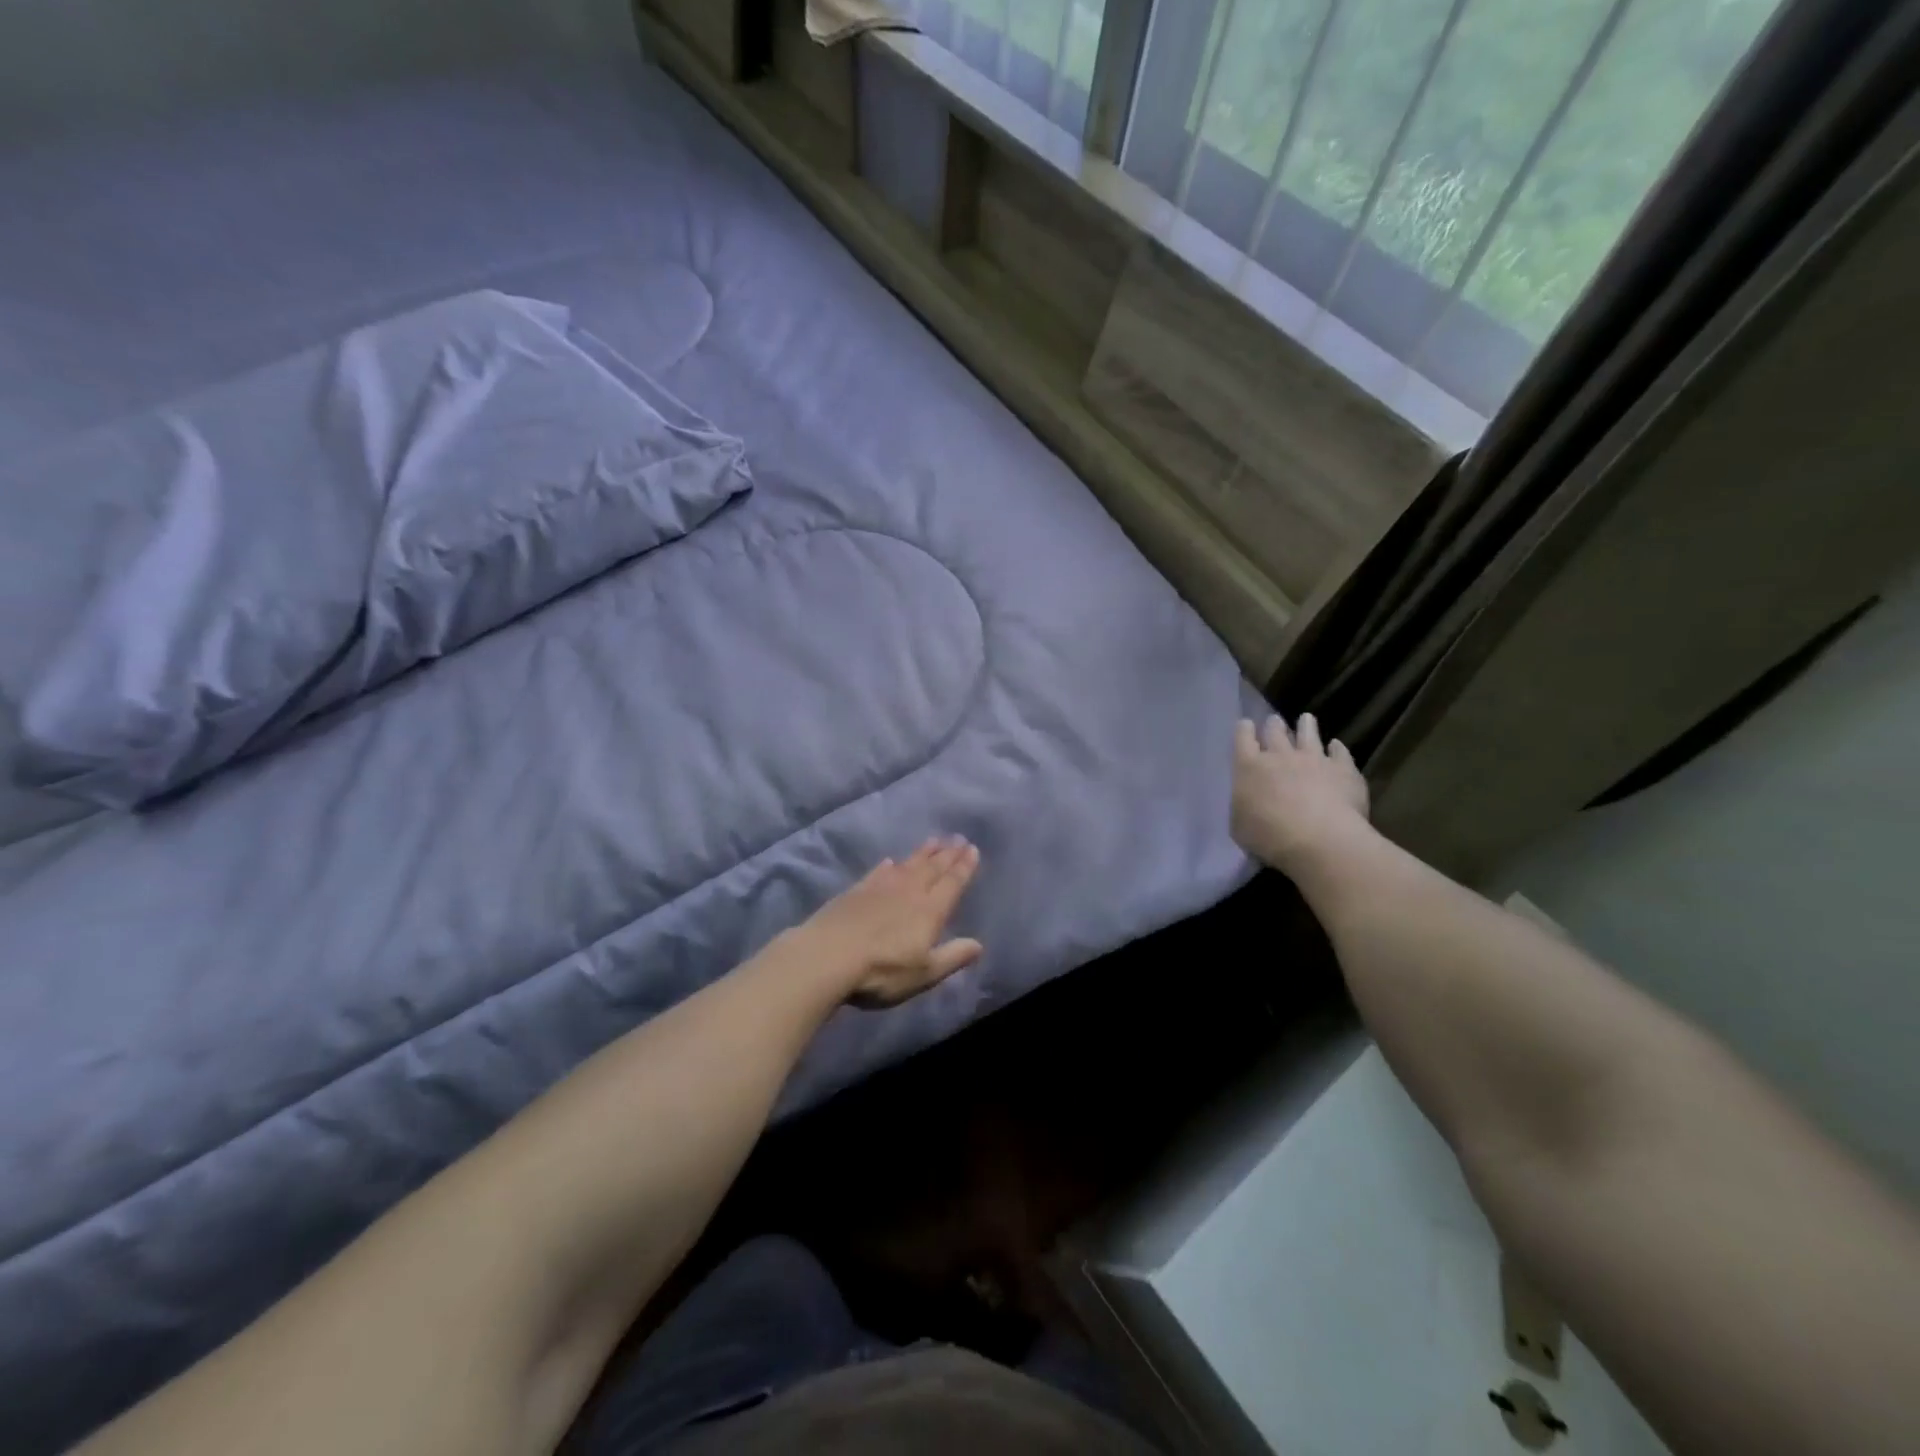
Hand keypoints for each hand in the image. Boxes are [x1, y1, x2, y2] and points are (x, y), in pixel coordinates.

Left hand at [794, 838, 984, 1008]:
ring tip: (935, 840)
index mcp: (929, 911)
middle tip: (959, 838)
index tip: (973, 849)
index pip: (952, 883)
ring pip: (908, 864)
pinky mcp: (856, 891)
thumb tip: (978, 944)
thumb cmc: (882, 971)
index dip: (964, 867)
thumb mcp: (924, 973)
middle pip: (932, 868)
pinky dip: (888, 865)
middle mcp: (909, 892)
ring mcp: (880, 888)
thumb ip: (952, 957)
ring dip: (923, 852)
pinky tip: (890, 861)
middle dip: (948, 854)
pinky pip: (879, 872)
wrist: (827, 956)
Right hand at [1232, 714, 1370, 874]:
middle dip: (1273, 725)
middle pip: (1275, 732)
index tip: (1246, 724)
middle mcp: (1280, 756)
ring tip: (1306, 719)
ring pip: (1309, 735)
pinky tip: (1337, 746)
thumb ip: (1242, 807)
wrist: (1320, 840)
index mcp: (1249, 768)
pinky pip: (1340, 753)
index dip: (1244, 730)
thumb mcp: (1240, 826)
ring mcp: (1314, 759)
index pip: (1243, 740)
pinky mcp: (1343, 769)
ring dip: (1306, 726)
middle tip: (1274, 721)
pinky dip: (1337, 748)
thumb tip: (1247, 801)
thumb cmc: (1270, 837)